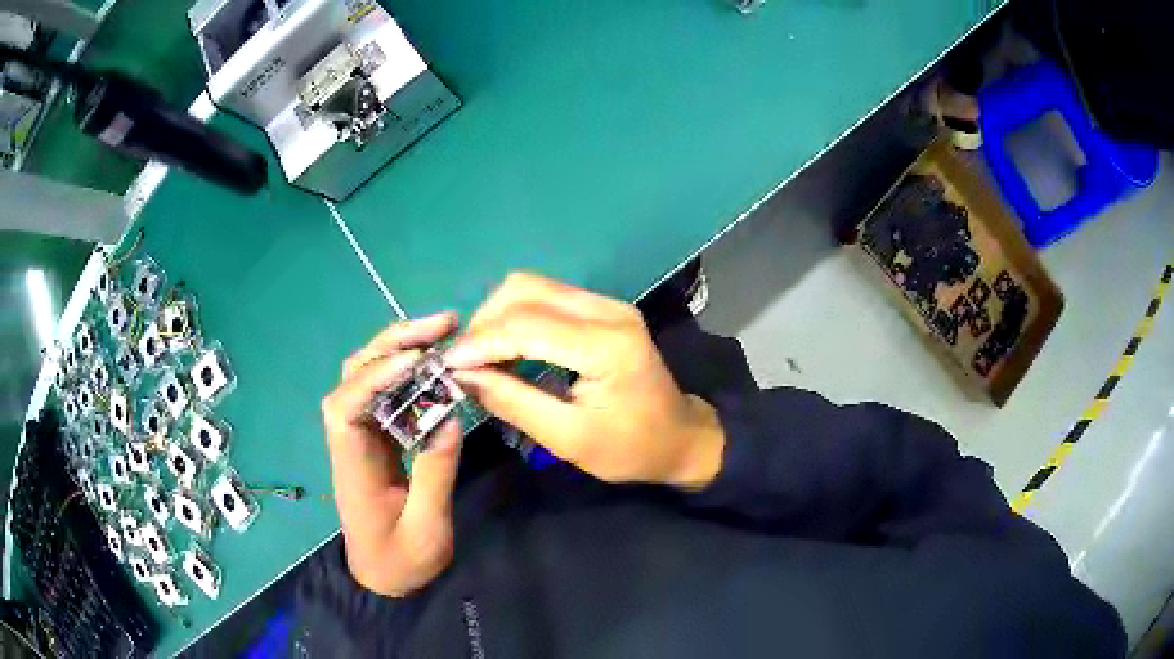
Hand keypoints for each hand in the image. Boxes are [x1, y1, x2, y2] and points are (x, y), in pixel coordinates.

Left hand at [321, 313, 463, 596]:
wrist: (384, 579)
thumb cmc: (401, 562)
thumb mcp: (426, 529)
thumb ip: (434, 474)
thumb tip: (449, 418)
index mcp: (352, 466)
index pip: (345, 406)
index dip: (375, 376)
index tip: (417, 360)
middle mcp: (349, 441)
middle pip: (353, 376)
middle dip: (392, 344)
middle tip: (443, 325)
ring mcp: (361, 437)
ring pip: (367, 378)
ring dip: (399, 349)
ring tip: (442, 334)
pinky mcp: (376, 439)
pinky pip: (385, 394)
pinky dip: (408, 372)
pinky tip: (434, 367)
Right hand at [445, 273, 724, 488]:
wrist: (680, 437)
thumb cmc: (630, 448)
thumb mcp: (568, 439)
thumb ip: (513, 402)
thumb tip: (462, 375)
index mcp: (606, 344)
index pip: (527, 325)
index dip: (480, 342)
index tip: (445, 365)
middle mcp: (607, 310)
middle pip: (526, 290)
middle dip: (484, 323)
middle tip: (463, 362)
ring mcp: (607, 304)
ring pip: (533, 287)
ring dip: (497, 316)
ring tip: (478, 356)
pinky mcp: (603, 309)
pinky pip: (547, 297)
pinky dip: (516, 317)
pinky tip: (504, 347)